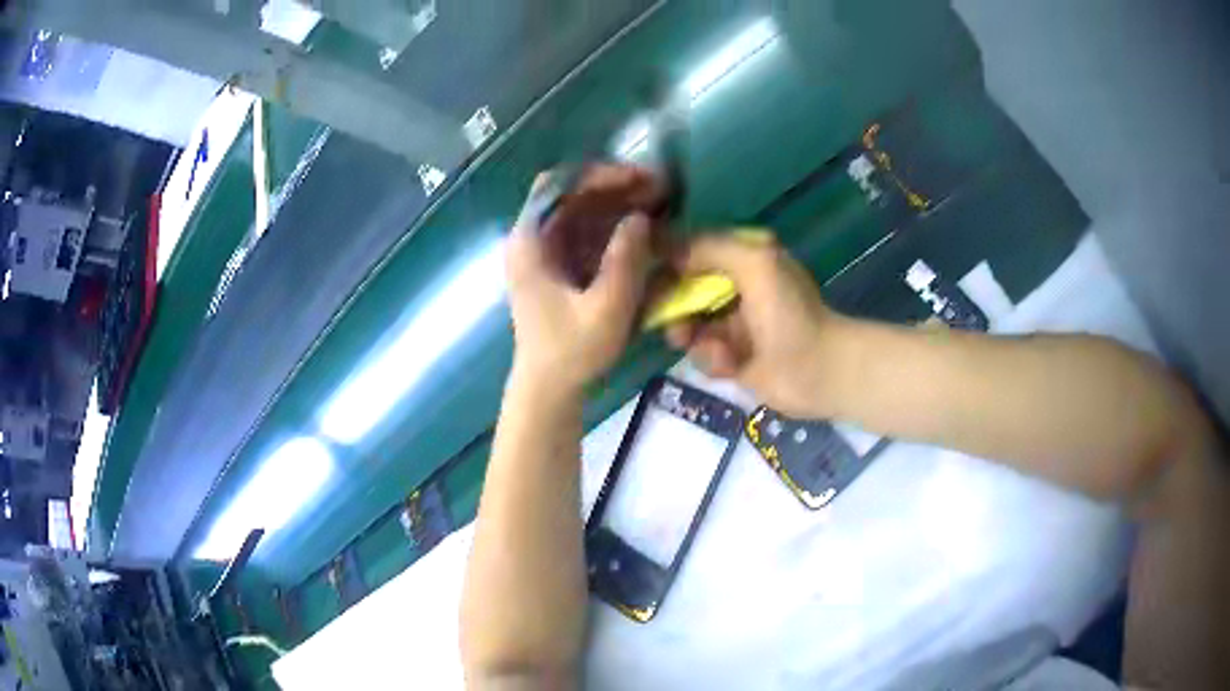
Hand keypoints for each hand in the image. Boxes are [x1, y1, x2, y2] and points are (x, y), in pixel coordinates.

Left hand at [505, 197, 652, 392]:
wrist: (548, 389)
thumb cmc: (571, 353)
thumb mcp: (605, 310)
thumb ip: (624, 262)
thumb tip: (641, 218)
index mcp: (530, 242)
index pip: (557, 185)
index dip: (598, 175)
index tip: (637, 179)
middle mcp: (532, 238)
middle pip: (572, 193)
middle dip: (616, 186)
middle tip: (659, 189)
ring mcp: (544, 251)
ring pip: (581, 209)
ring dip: (619, 202)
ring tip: (659, 202)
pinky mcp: (559, 265)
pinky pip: (586, 230)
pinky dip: (614, 223)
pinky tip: (643, 225)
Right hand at [665, 233, 845, 417]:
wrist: (817, 371)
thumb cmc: (788, 312)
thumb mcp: (753, 263)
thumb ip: (708, 248)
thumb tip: (661, 245)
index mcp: (744, 258)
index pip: (693, 250)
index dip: (667, 259)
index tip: (641, 270)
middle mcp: (735, 287)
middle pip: (683, 288)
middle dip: (673, 304)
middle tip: (665, 318)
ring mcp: (732, 324)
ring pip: (687, 324)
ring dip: (691, 336)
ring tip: (709, 346)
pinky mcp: (730, 358)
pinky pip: (700, 353)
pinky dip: (711, 359)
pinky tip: (730, 365)